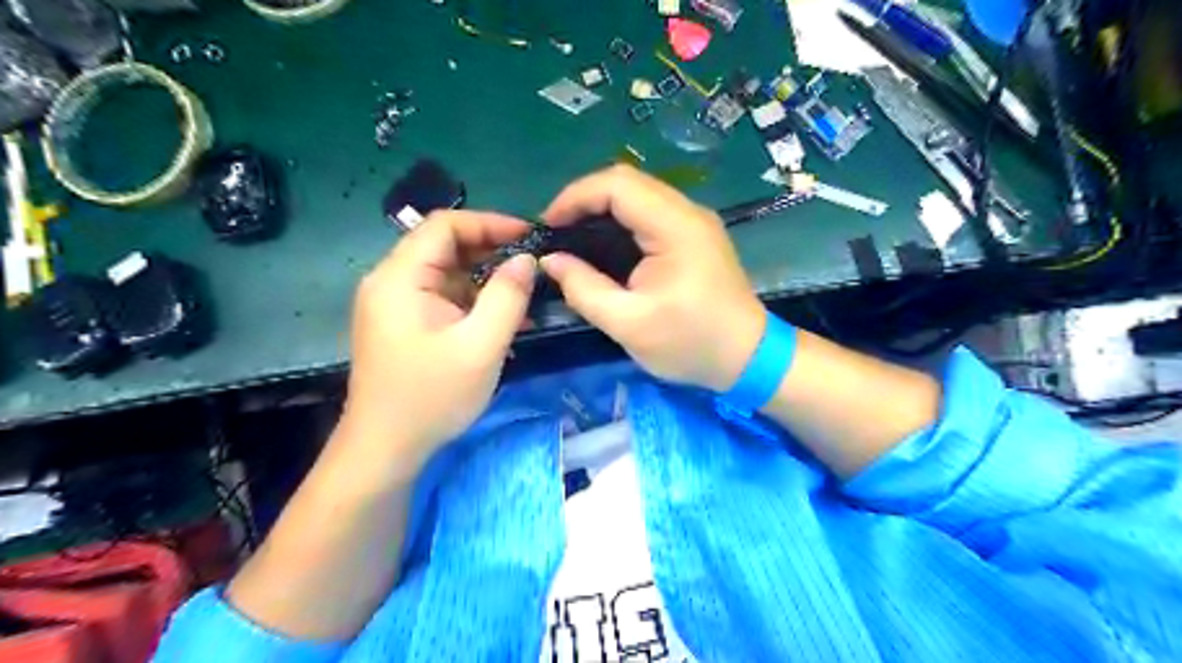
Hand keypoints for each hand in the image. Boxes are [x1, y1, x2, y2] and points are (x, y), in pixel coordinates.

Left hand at [340, 211, 538, 468]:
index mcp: (400, 278)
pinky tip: (504, 318)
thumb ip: (508, 296)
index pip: (444, 225)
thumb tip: (526, 259)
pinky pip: (443, 298)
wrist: (385, 449)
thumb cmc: (432, 397)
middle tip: (533, 265)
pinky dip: (473, 301)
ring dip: (486, 279)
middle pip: (444, 246)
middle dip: (492, 250)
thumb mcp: (481, 346)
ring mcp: (395, 304)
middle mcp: (391, 282)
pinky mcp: (403, 324)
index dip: (490, 222)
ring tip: (527, 293)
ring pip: (447, 273)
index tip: (530, 236)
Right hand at [540, 166, 762, 393]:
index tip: (547, 226)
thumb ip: (584, 290)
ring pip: (638, 195)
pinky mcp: (694, 235)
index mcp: (675, 227)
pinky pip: (649, 212)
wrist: (748, 357)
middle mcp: (687, 212)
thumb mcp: (629, 325)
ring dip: (601, 209)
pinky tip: (603, 245)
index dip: (575, 197)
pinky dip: (619, 221)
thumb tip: (551, 261)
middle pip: (627, 182)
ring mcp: (694, 221)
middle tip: (556, 233)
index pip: (617, 185)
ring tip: (572, 237)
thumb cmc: (691, 344)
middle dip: (584, 200)